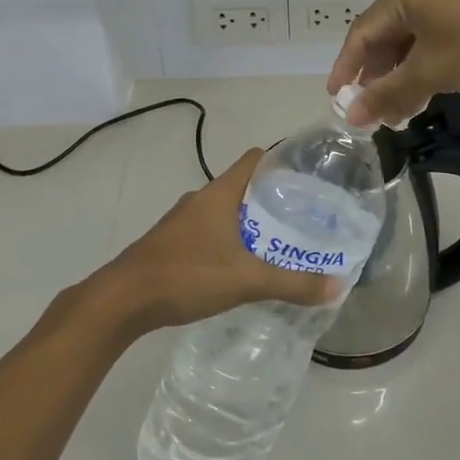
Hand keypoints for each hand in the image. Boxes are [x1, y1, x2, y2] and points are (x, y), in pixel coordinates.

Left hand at [84, 148, 340, 338]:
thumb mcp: (246, 281)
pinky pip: (209, 231)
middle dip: (272, 199)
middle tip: (303, 218)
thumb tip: (336, 285)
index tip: (308, 178)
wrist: (122, 300)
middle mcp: (200, 200)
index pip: (254, 159)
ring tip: (279, 243)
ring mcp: (182, 221)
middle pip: (243, 187)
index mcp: (219, 194)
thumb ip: (292, 283)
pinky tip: (241, 266)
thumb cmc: (186, 275)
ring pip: (225, 211)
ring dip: (250, 223)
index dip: (281, 161)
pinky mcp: (171, 243)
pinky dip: (229, 240)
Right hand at [327, 0, 459, 127]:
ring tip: (403, 105)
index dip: (347, 67)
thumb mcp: (431, 74)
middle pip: (388, 30)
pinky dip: (427, 55)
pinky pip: (437, 25)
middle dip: (379, 73)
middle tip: (376, 108)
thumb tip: (353, 116)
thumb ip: (388, 94)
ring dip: (404, 68)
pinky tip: (429, 82)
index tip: (337, 98)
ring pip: (414, 30)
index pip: (363, 31)